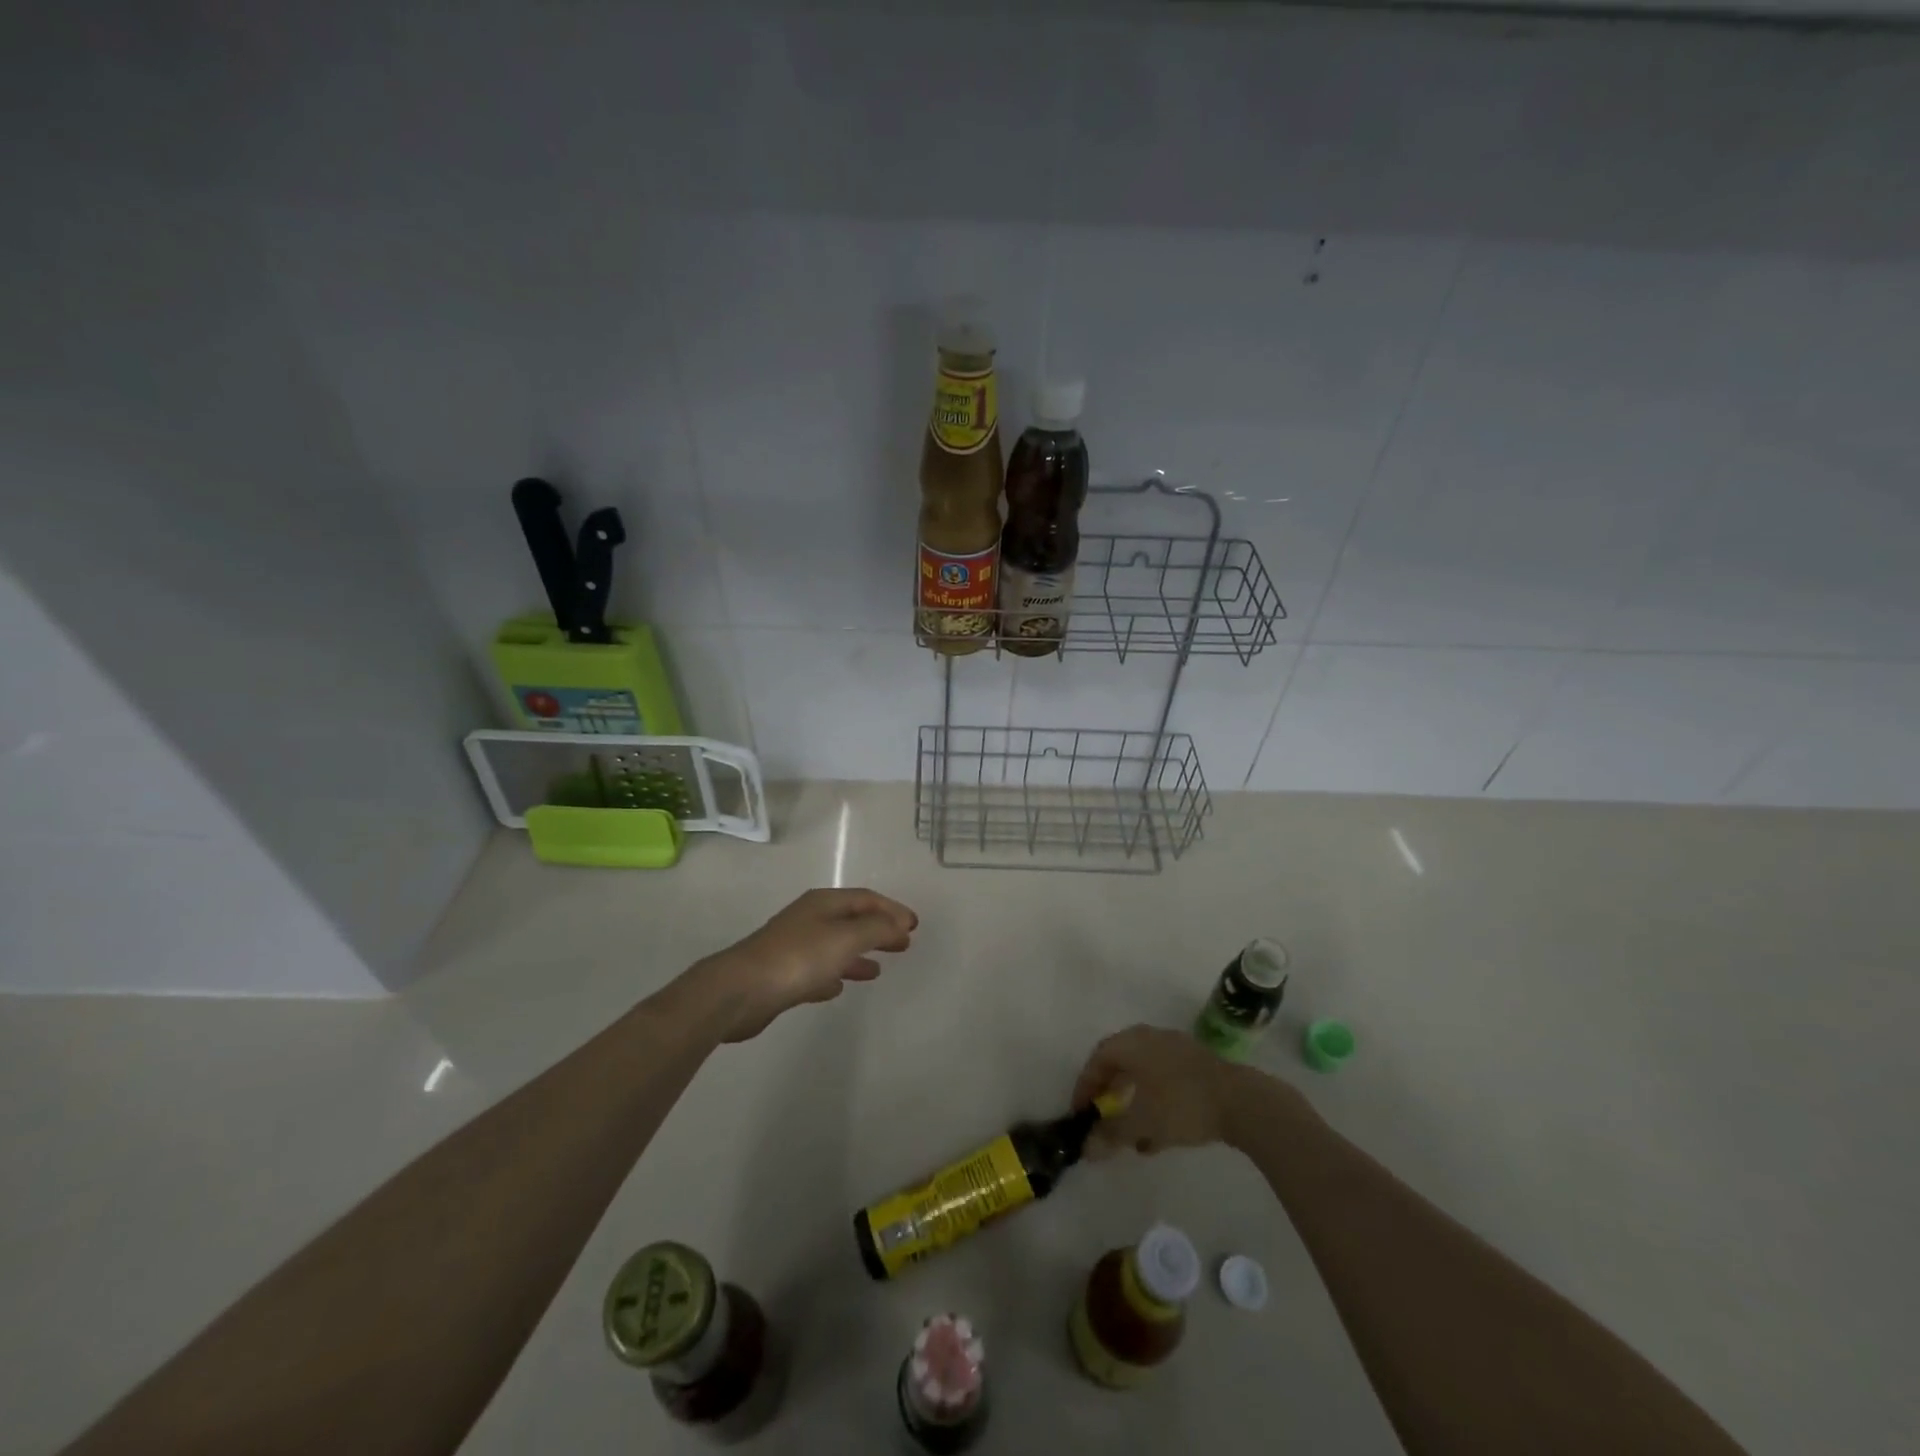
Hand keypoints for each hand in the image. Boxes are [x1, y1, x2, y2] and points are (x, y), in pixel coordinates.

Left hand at [683, 888, 917, 1042]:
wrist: (740, 991)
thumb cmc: (798, 958)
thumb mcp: (845, 938)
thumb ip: (877, 930)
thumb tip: (899, 925)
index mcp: (824, 903)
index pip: (866, 899)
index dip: (892, 909)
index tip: (914, 925)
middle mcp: (809, 919)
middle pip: (851, 920)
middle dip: (878, 929)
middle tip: (904, 943)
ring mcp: (794, 947)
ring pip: (835, 946)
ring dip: (859, 954)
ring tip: (878, 969)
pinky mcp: (783, 975)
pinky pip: (817, 970)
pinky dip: (834, 974)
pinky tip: (840, 987)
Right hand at [1072, 1024, 1302, 1157]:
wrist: (1241, 1102)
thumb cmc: (1181, 1105)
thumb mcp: (1140, 1123)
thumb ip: (1110, 1135)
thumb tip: (1085, 1149)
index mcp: (1132, 1043)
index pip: (1097, 1059)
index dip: (1084, 1086)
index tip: (1080, 1113)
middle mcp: (1150, 1038)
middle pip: (1120, 1063)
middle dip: (1108, 1093)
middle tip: (1101, 1117)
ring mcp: (1176, 1049)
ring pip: (1144, 1074)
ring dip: (1133, 1102)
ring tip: (1130, 1135)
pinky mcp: (1197, 1065)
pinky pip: (1165, 1080)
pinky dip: (1155, 1103)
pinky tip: (1159, 1135)